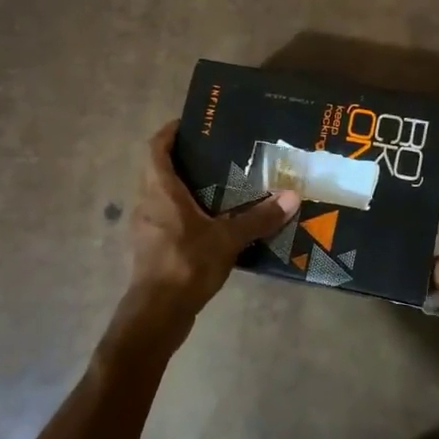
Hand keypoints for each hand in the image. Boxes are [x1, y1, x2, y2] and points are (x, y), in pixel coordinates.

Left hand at [120, 122, 299, 337]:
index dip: (170, 132)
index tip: (191, 123)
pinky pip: (167, 219)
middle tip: (217, 153)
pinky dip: (185, 213)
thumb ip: (258, 218)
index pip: (156, 148)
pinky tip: (212, 223)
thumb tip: (292, 197)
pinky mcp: (153, 249)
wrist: (157, 314)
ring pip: (162, 196)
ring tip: (220, 185)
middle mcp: (147, 203)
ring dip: (184, 187)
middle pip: (159, 170)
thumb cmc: (185, 264)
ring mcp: (147, 228)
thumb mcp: (227, 239)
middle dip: (184, 159)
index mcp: (160, 190)